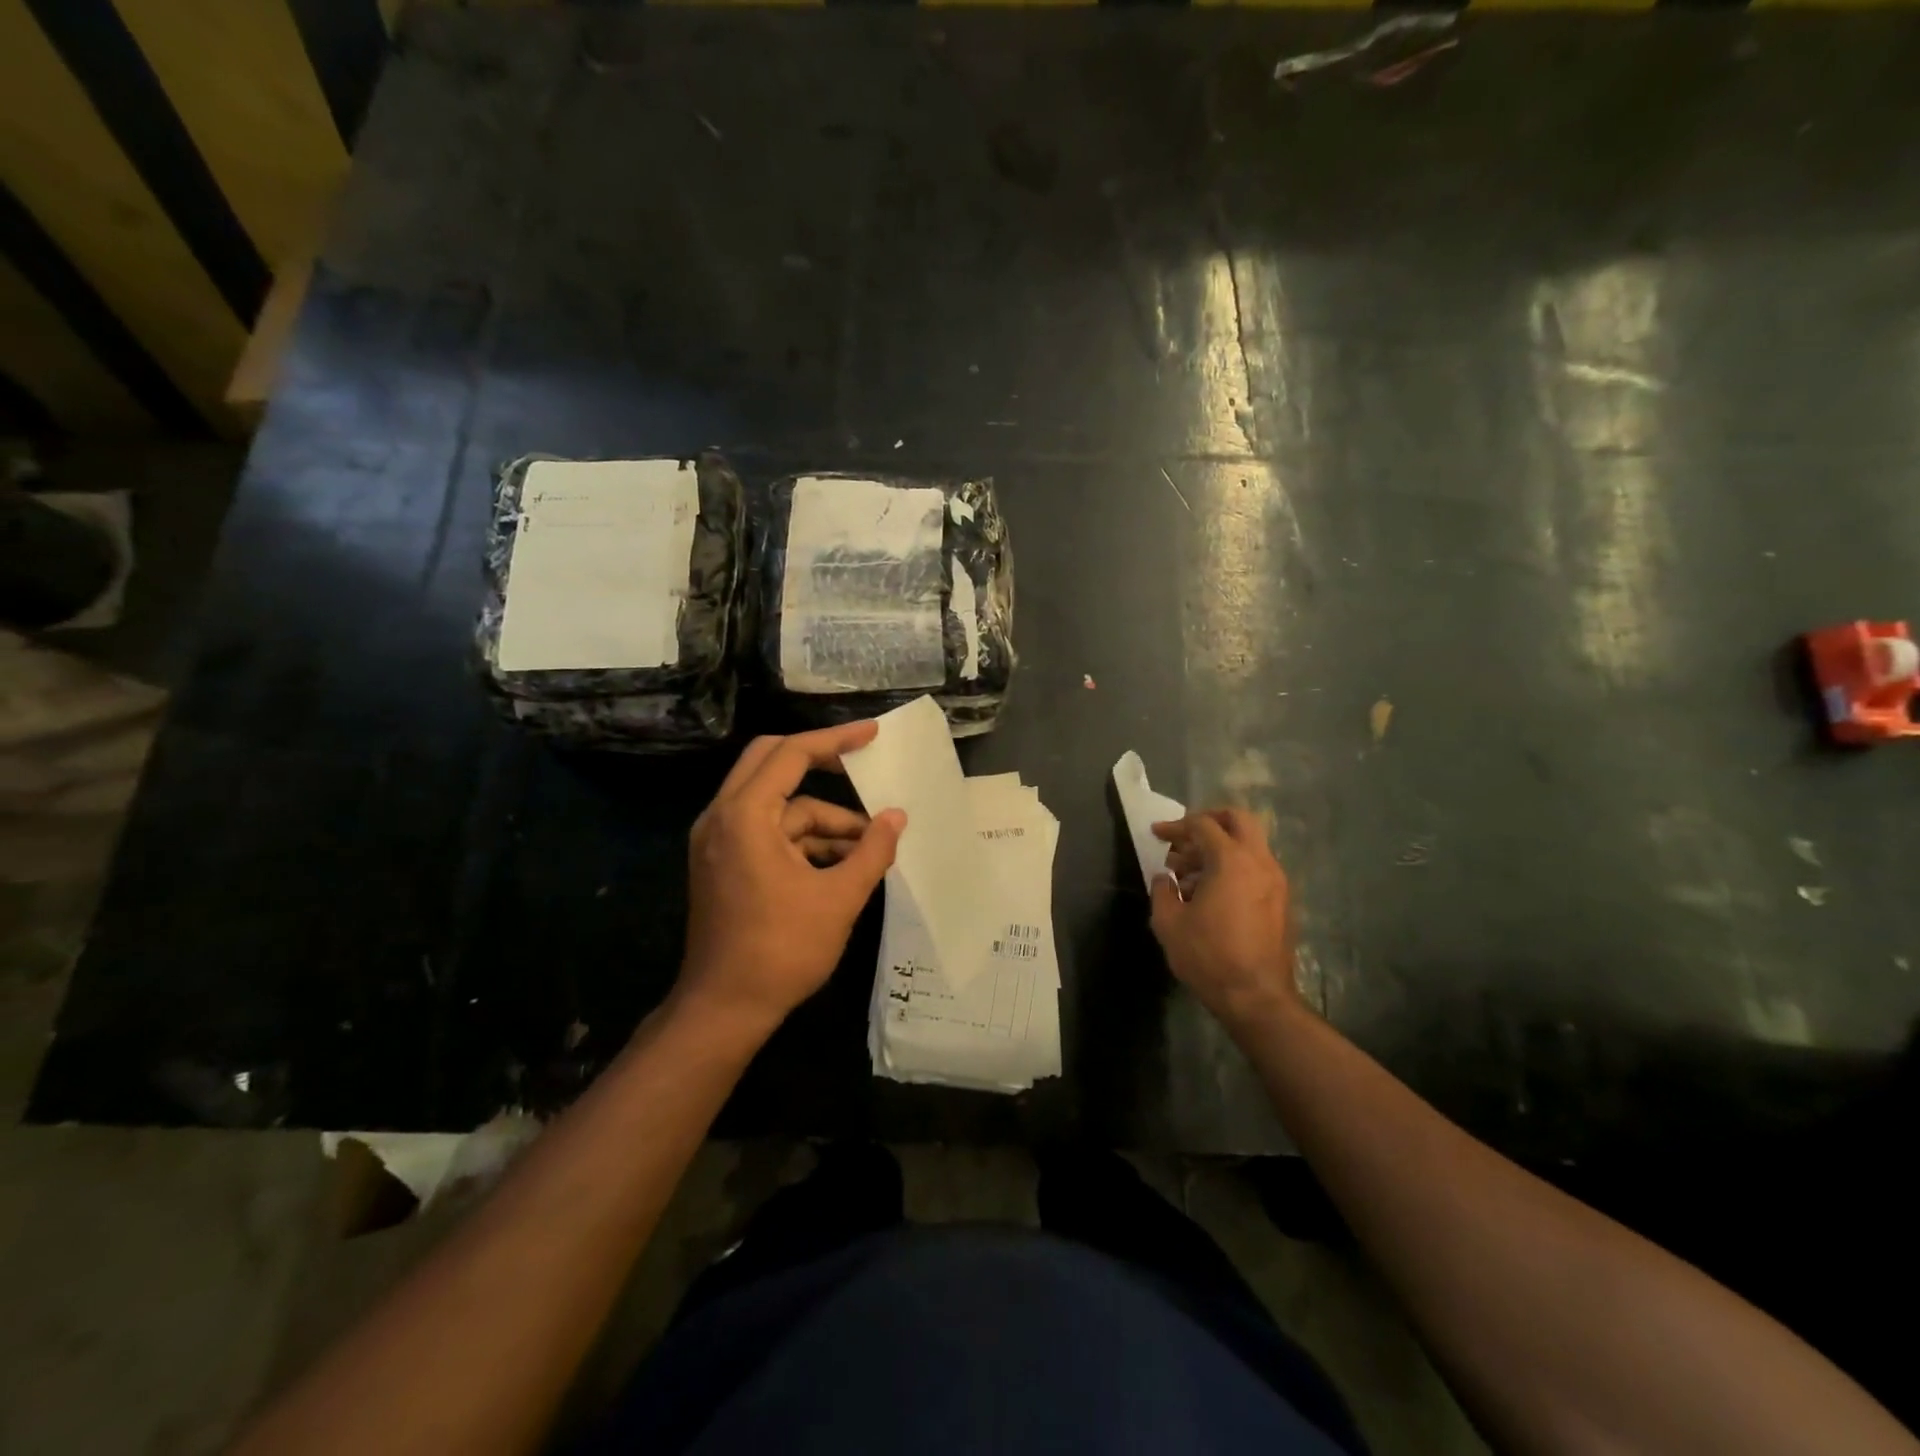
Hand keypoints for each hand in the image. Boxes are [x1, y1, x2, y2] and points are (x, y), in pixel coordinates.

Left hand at [677, 722, 904, 1036]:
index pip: (792, 754)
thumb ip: (872, 850)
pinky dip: (803, 841)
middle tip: (861, 764)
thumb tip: (897, 817)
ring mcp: (717, 841)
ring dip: (821, 820)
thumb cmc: (782, 950)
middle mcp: (722, 817)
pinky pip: (767, 832)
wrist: (724, 1009)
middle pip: (771, 762)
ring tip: (867, 847)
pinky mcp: (722, 863)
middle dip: (820, 762)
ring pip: (776, 806)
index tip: (871, 733)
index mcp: (745, 815)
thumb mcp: (839, 898)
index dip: (835, 739)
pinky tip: (840, 864)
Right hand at [1150, 808, 1304, 1034]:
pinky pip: (1256, 868)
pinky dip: (1234, 867)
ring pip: (1249, 845)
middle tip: (1185, 838)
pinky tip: (1210, 894)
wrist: (1256, 998)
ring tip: (1189, 875)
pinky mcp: (1282, 902)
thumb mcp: (1169, 923)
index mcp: (1232, 861)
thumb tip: (1165, 878)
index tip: (1157, 834)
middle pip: (1238, 820)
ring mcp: (1277, 882)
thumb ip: (1162, 890)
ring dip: (1220, 848)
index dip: (1176, 826)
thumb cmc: (1208, 956)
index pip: (1203, 825)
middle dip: (1209, 822)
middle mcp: (1260, 862)